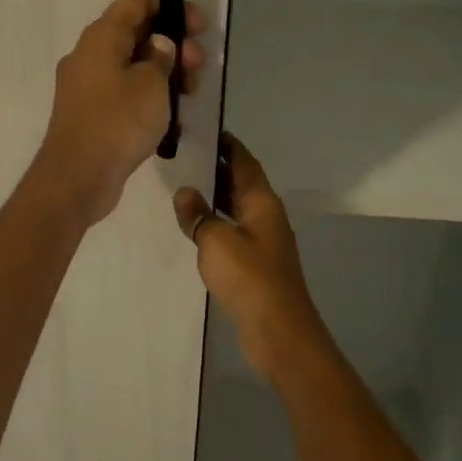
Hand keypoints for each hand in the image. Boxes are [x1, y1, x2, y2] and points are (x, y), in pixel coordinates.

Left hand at [33, 0, 206, 225]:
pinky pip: (124, 90)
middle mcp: (89, 54)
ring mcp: (87, 84)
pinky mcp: (90, 111)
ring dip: (164, 72)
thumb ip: (161, 57)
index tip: (198, 27)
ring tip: (188, 95)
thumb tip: (159, 45)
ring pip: (132, 63)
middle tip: (198, 67)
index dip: (171, 4)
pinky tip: (170, 116)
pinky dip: (148, 95)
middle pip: (136, 31)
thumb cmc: (118, 124)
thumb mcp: (152, 85)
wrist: (76, 178)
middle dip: (173, 43)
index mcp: (101, 37)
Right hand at [173, 134, 328, 379]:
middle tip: (185, 156)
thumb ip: (199, 215)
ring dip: (215, 197)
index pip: (245, 162)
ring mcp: (264, 242)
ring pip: (237, 209)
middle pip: (242, 184)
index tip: (207, 130)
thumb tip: (184, 192)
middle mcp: (266, 216)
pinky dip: (216, 223)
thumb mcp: (216, 241)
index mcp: (262, 202)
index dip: (228, 145)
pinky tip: (196, 227)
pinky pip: (234, 232)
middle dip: (218, 169)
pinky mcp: (257, 265)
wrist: (278, 330)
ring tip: (183, 186)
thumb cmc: (249, 278)